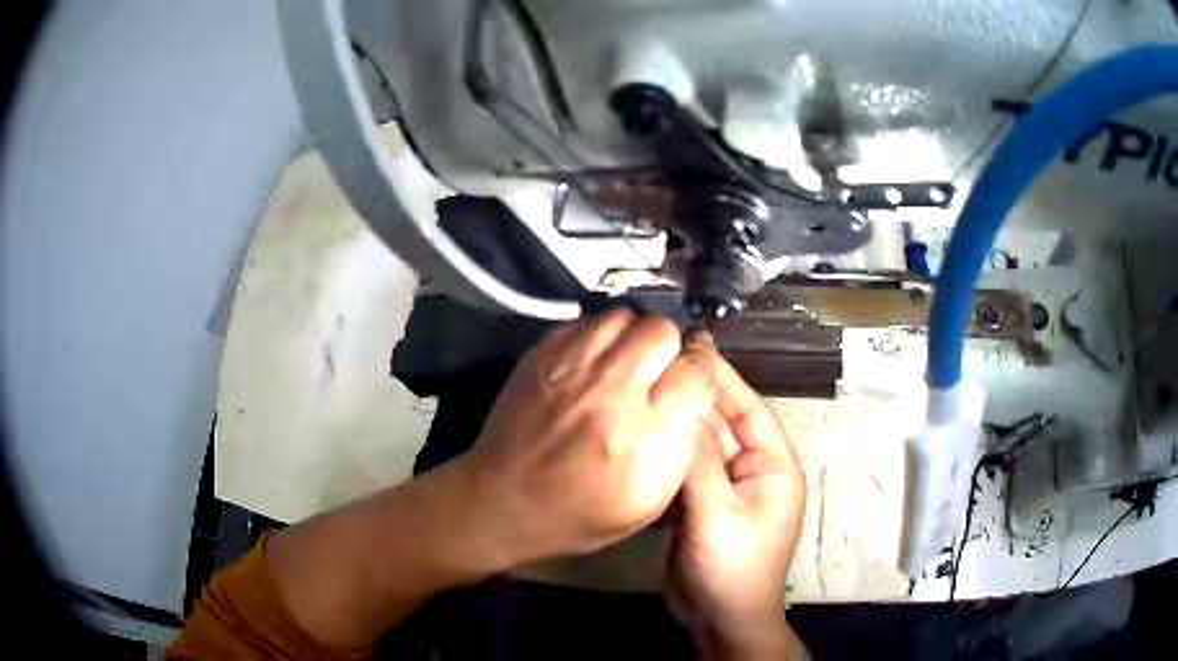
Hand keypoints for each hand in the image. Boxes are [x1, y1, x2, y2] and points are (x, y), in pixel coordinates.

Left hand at [455, 309, 715, 567]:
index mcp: (644, 435)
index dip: (699, 373)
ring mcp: (571, 366)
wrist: (503, 502)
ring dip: (635, 337)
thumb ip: (683, 443)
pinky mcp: (541, 354)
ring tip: (627, 364)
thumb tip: (695, 392)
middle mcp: (610, 390)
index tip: (690, 384)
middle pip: (662, 331)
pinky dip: (600, 337)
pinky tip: (595, 364)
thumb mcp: (650, 502)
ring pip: (625, 317)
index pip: (695, 371)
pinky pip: (588, 321)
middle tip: (659, 373)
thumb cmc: (583, 514)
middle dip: (671, 349)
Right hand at [667, 345, 805, 656]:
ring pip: (703, 446)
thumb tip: (681, 406)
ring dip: (680, 423)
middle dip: (696, 397)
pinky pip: (689, 470)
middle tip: (658, 364)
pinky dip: (671, 452)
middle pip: (724, 423)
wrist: (720, 618)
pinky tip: (645, 436)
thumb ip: (699, 460)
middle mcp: (754, 470)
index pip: (749, 408)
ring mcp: (728, 489)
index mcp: (774, 466)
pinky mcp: (705, 505)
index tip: (690, 347)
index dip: (723, 377)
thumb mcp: (717, 513)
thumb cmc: (732, 567)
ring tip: (645, 392)